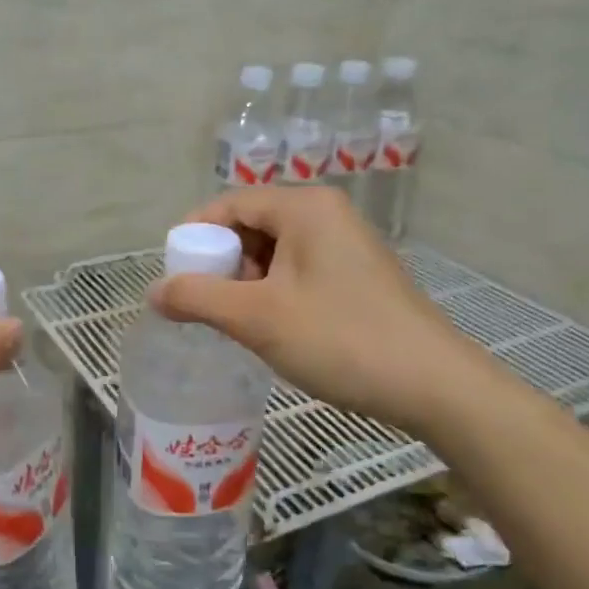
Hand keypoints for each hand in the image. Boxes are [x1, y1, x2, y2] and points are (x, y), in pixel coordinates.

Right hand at [148, 187, 489, 434]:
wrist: (434, 385)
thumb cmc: (340, 339)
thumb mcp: (258, 318)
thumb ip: (198, 298)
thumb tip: (154, 291)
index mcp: (305, 207)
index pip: (230, 203)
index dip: (195, 235)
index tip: (174, 274)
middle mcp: (328, 214)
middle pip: (253, 224)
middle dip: (222, 262)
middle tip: (204, 303)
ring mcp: (348, 244)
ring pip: (277, 250)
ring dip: (247, 281)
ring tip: (237, 320)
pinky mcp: (359, 275)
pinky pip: (300, 269)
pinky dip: (275, 291)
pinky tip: (272, 327)